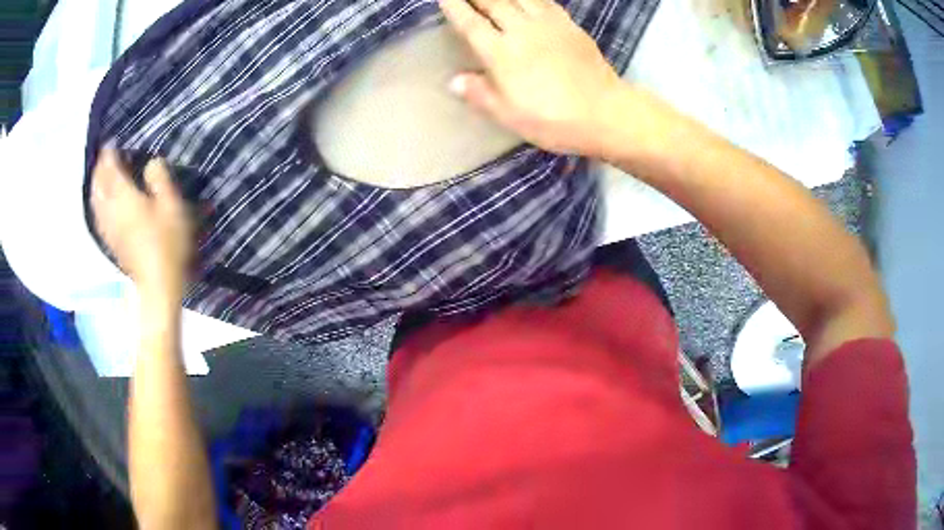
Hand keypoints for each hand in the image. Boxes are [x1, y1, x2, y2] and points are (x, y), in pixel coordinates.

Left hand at [91, 149, 193, 300]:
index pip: (111, 169)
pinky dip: (97, 204)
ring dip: (95, 185)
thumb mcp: (171, 204)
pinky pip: (98, 216)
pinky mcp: (111, 242)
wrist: (157, 283)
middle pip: (99, 185)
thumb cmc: (167, 241)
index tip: (111, 143)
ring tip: (99, 177)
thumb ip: (159, 178)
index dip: (110, 154)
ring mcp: (109, 227)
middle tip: (103, 158)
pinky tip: (100, 203)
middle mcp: (111, 208)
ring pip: (96, 201)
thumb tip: (151, 162)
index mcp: (124, 195)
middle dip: (99, 169)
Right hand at [440, 0, 626, 154]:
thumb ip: (480, 94)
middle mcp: (522, 30)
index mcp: (502, 53)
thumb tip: (454, 80)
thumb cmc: (553, 120)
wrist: (606, 113)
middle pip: (493, 2)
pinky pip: (545, 1)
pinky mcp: (570, 26)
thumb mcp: (510, 115)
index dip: (456, 8)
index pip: (471, 24)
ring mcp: (549, 25)